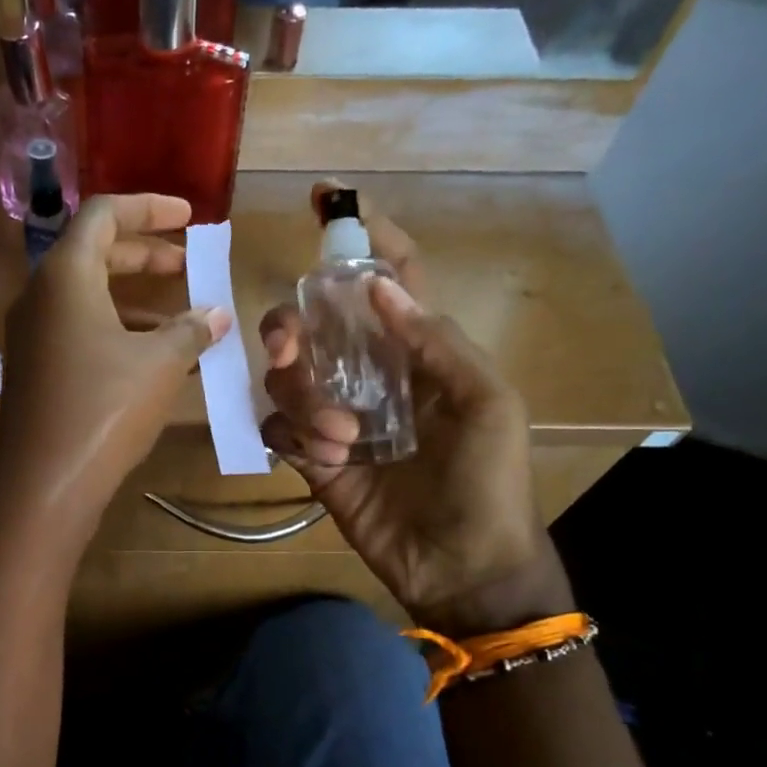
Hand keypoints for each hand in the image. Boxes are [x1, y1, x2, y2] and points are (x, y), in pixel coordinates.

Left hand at [0, 194, 228, 552]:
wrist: (43, 483)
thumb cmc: (104, 408)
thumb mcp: (159, 364)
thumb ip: (191, 330)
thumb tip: (217, 314)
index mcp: (65, 275)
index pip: (104, 214)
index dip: (150, 208)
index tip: (190, 218)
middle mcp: (40, 296)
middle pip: (94, 253)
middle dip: (146, 255)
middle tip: (189, 266)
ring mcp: (32, 336)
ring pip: (87, 297)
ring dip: (135, 299)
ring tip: (182, 317)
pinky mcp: (34, 370)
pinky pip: (78, 330)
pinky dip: (116, 330)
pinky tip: (152, 357)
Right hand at [259, 184, 570, 636]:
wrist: (463, 567)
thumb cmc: (488, 482)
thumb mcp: (486, 404)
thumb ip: (435, 342)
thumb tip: (375, 285)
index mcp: (418, 351)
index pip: (388, 278)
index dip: (362, 235)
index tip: (325, 200)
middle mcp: (370, 375)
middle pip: (312, 325)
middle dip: (291, 325)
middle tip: (289, 347)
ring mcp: (337, 417)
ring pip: (287, 378)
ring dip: (306, 402)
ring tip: (344, 442)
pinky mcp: (314, 460)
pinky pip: (278, 429)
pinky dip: (293, 438)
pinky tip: (327, 464)